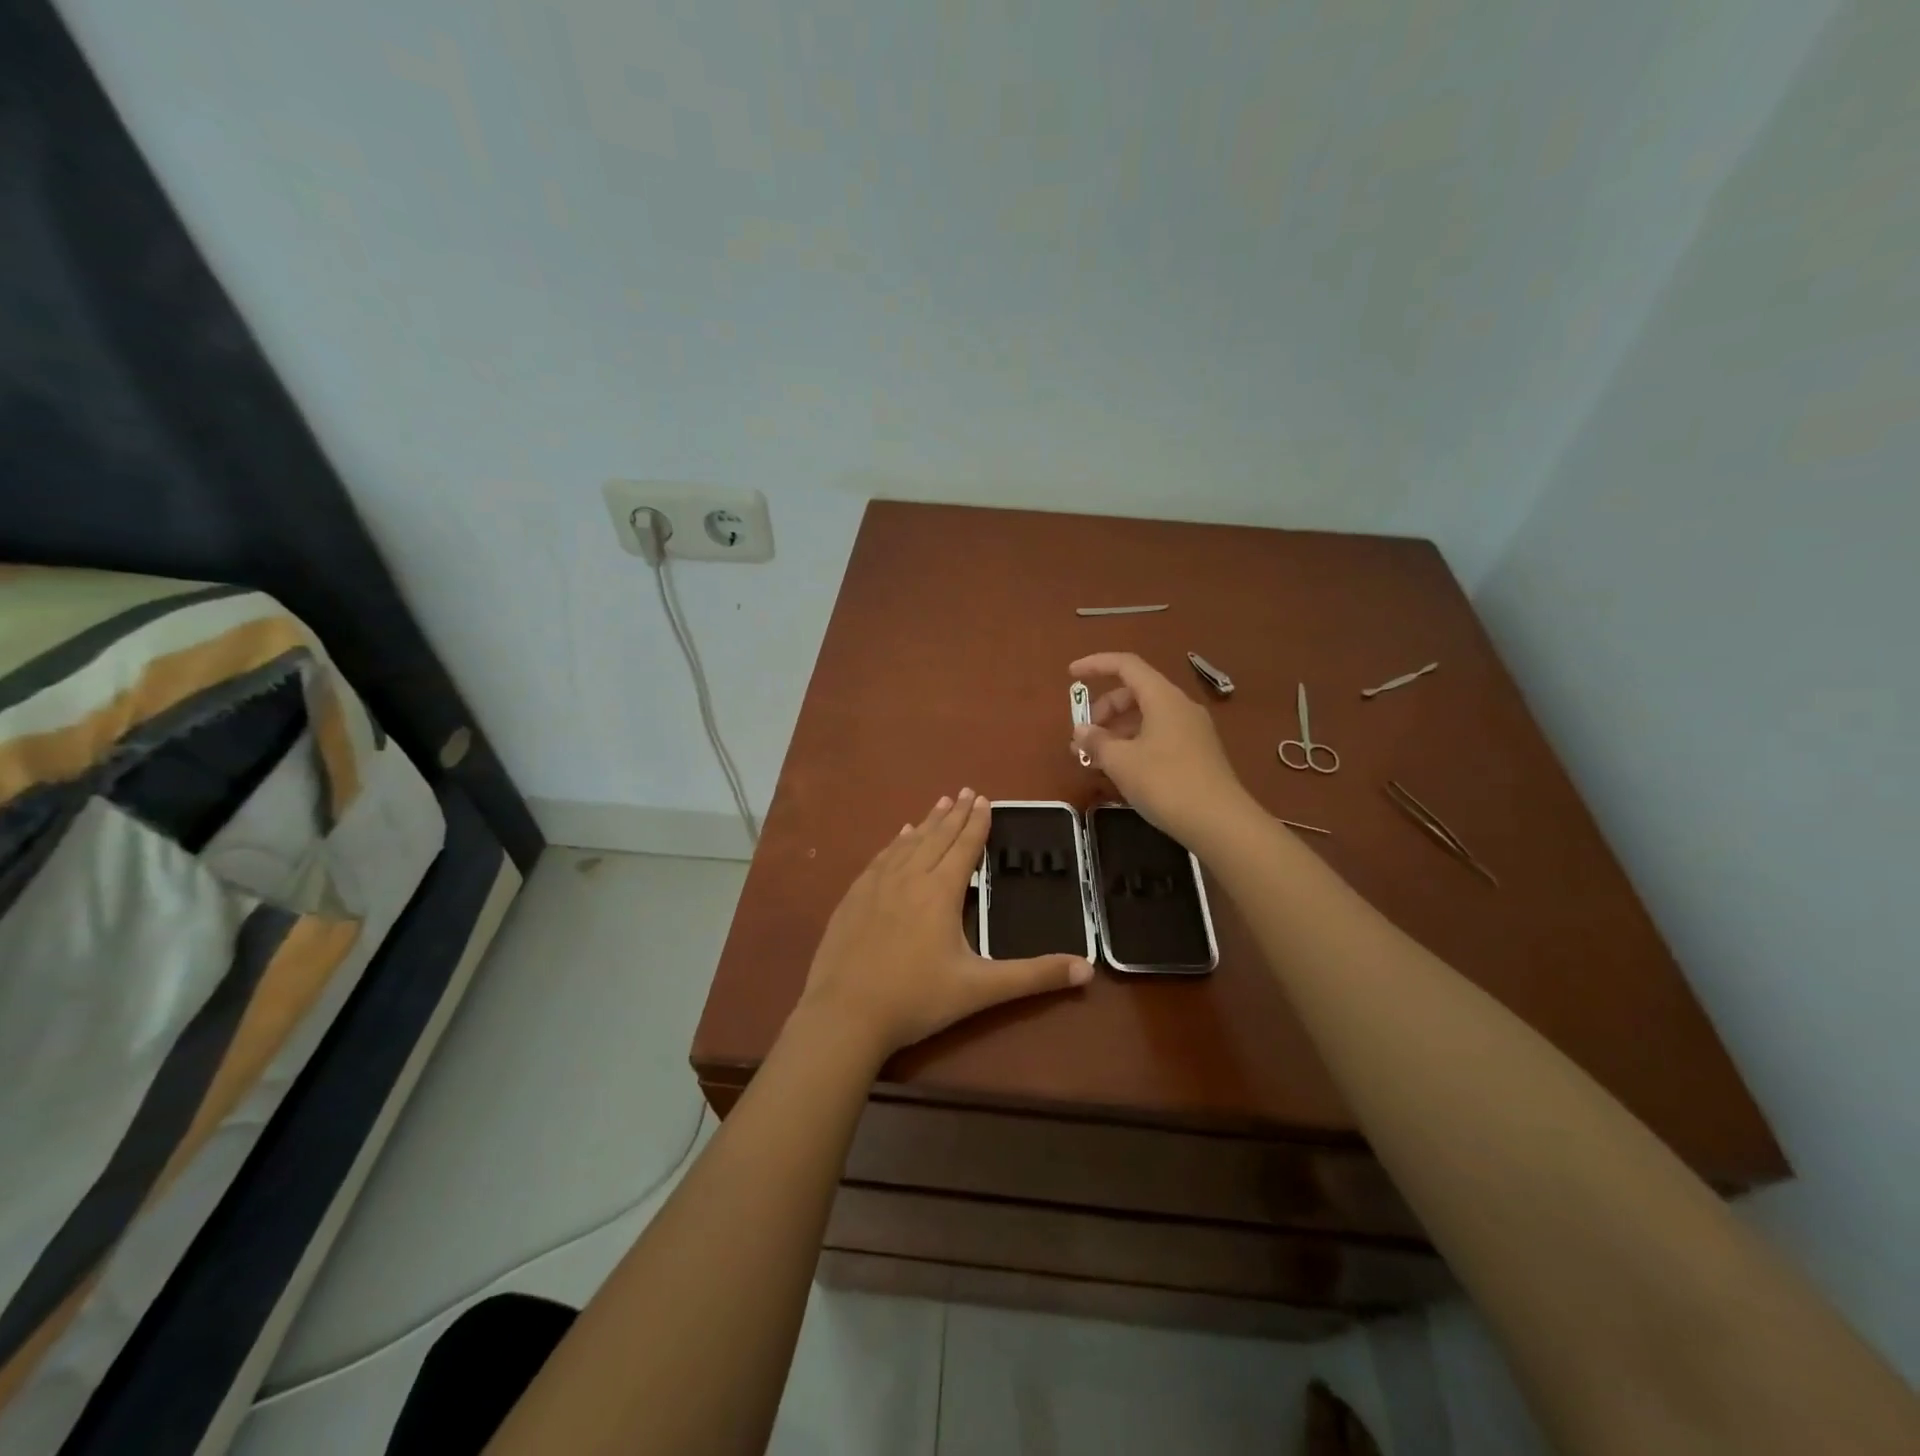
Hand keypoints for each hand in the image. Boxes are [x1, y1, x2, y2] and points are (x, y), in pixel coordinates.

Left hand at [798, 789, 1093, 1060]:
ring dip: (926, 823)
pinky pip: (880, 859)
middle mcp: (909, 878)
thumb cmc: (916, 999)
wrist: (844, 1015)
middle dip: (954, 814)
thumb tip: (1087, 970)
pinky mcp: (853, 898)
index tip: (983, 799)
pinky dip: (895, 843)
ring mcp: (876, 886)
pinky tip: (898, 837)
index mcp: (940, 891)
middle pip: (936, 837)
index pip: (964, 847)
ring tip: (938, 803)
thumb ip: (1033, 976)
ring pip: (907, 844)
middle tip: (965, 791)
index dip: (977, 823)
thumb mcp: (980, 989)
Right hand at [1070, 652, 1252, 846]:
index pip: (1126, 665)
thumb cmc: (1166, 783)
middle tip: (1082, 737)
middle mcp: (1180, 707)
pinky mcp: (1197, 754)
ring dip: (1116, 731)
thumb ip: (1096, 742)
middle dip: (1103, 710)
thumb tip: (1081, 731)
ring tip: (1093, 759)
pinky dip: (1133, 744)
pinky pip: (1158, 736)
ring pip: (1146, 718)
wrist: (1220, 823)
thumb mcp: (1121, 762)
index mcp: (1163, 698)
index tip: (1070, 675)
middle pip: (1135, 693)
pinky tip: (1120, 770)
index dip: (1095, 664)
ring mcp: (1192, 731)